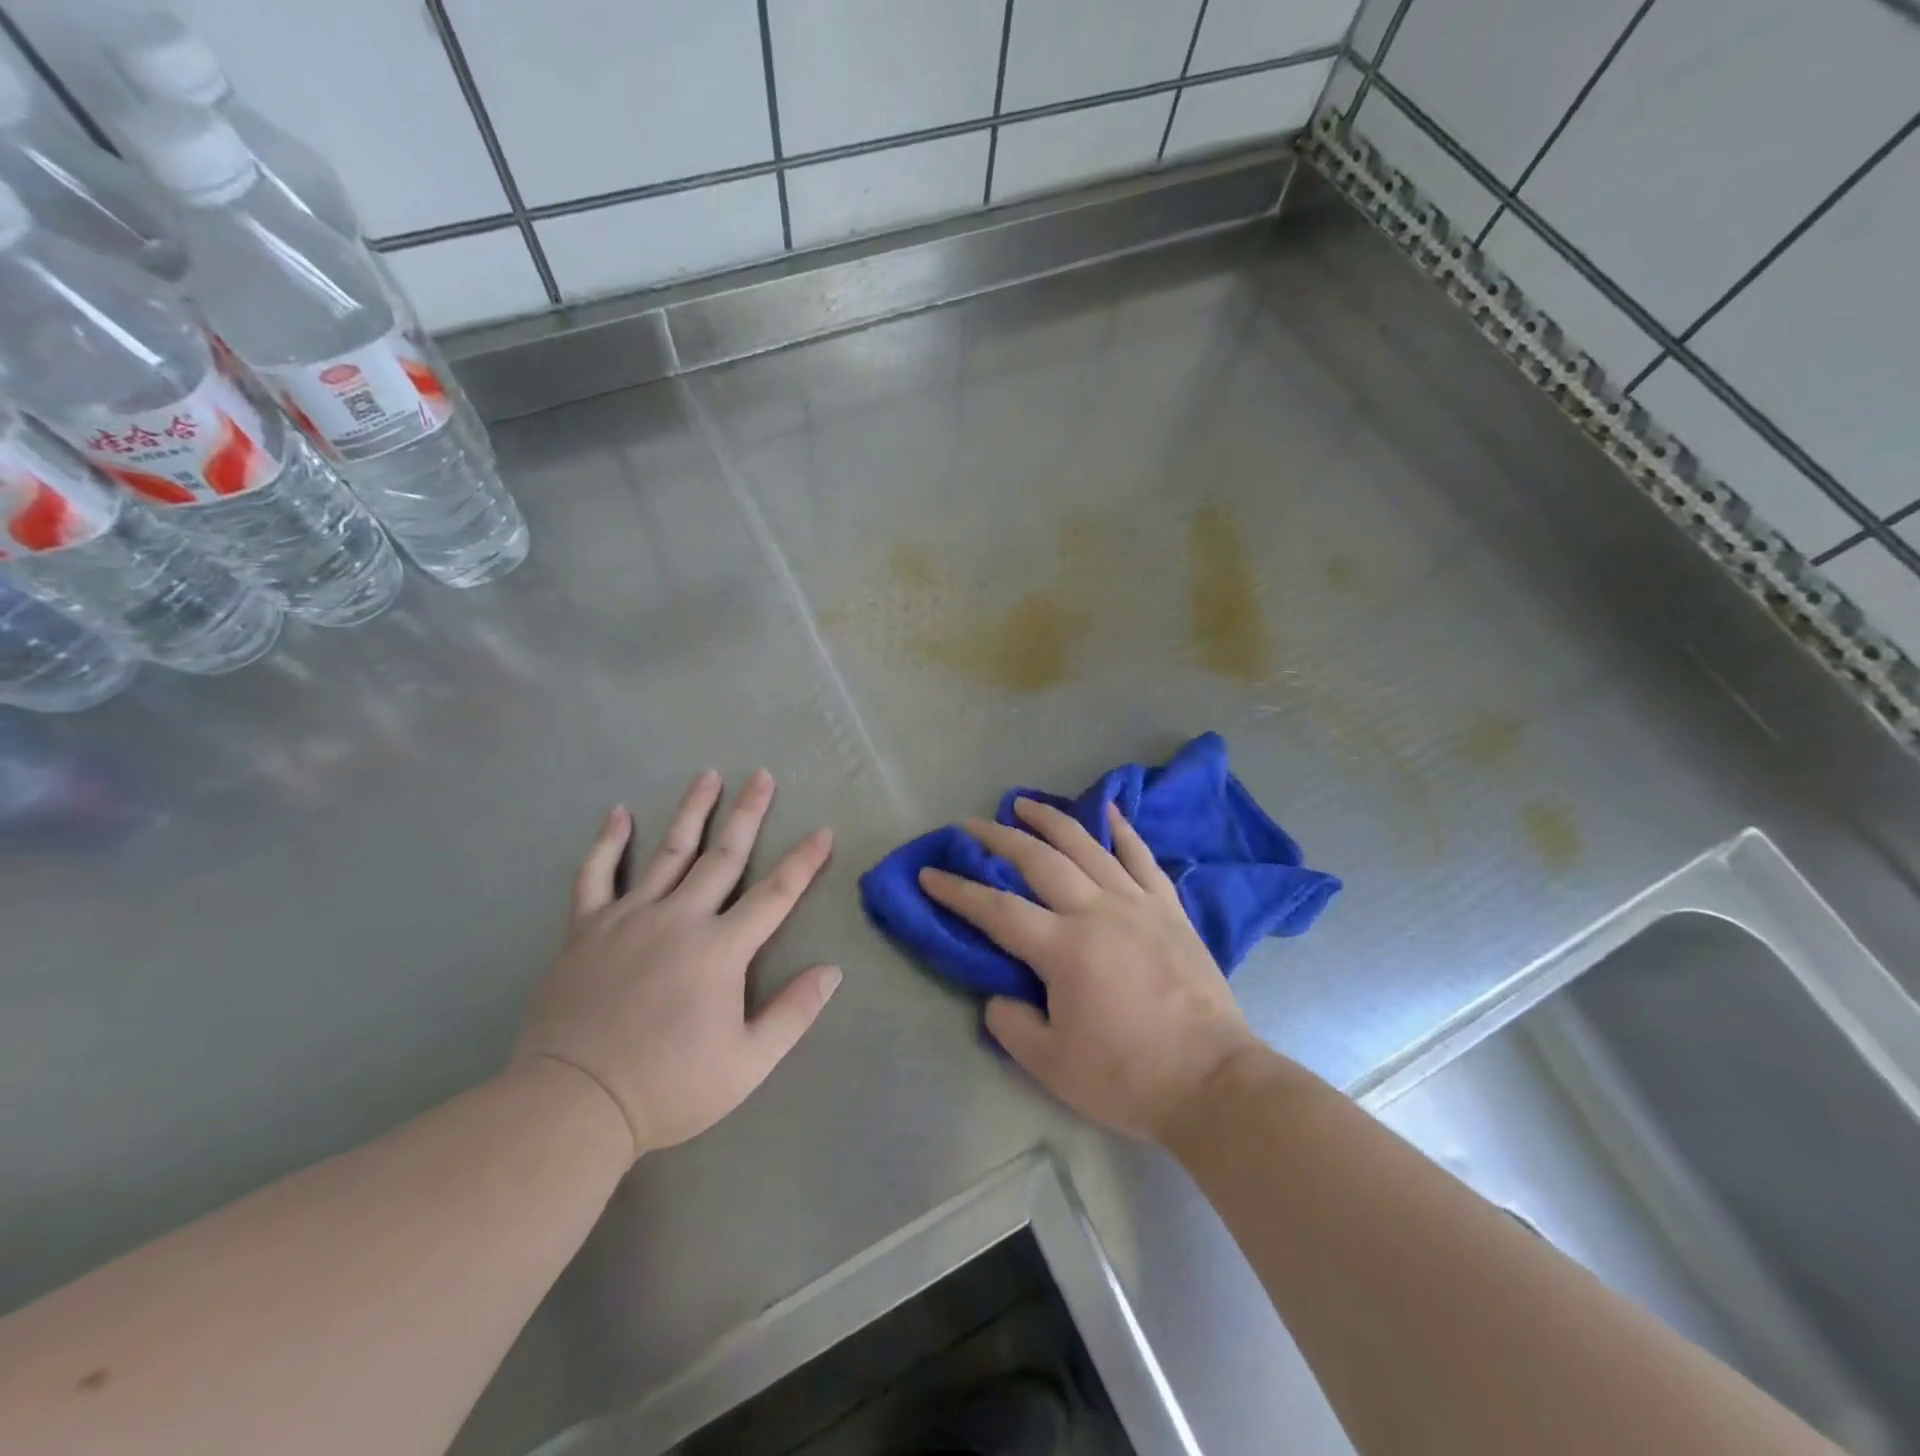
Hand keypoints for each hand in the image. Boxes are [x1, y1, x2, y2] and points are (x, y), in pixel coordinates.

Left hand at [515, 769, 841, 1160]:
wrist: (574, 1103)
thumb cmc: (670, 1087)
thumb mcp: (748, 1064)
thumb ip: (793, 1013)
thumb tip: (832, 970)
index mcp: (721, 949)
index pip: (775, 894)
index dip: (804, 861)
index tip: (822, 831)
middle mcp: (680, 918)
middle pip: (723, 856)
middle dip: (748, 813)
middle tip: (763, 775)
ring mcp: (630, 918)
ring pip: (668, 852)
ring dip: (692, 812)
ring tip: (708, 776)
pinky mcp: (587, 928)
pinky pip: (596, 874)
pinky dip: (608, 842)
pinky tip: (620, 813)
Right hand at [920, 799, 1264, 1140]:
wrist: (1212, 1081)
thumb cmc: (1127, 1076)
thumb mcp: (1051, 1066)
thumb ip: (1011, 1025)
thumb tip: (999, 996)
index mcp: (1063, 949)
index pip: (997, 910)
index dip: (958, 891)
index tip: (929, 874)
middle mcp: (1096, 911)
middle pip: (1038, 861)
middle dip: (998, 838)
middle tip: (970, 824)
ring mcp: (1137, 904)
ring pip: (1087, 846)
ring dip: (1051, 821)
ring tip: (1024, 803)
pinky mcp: (1169, 909)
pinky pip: (1142, 858)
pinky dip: (1123, 830)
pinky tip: (1109, 809)